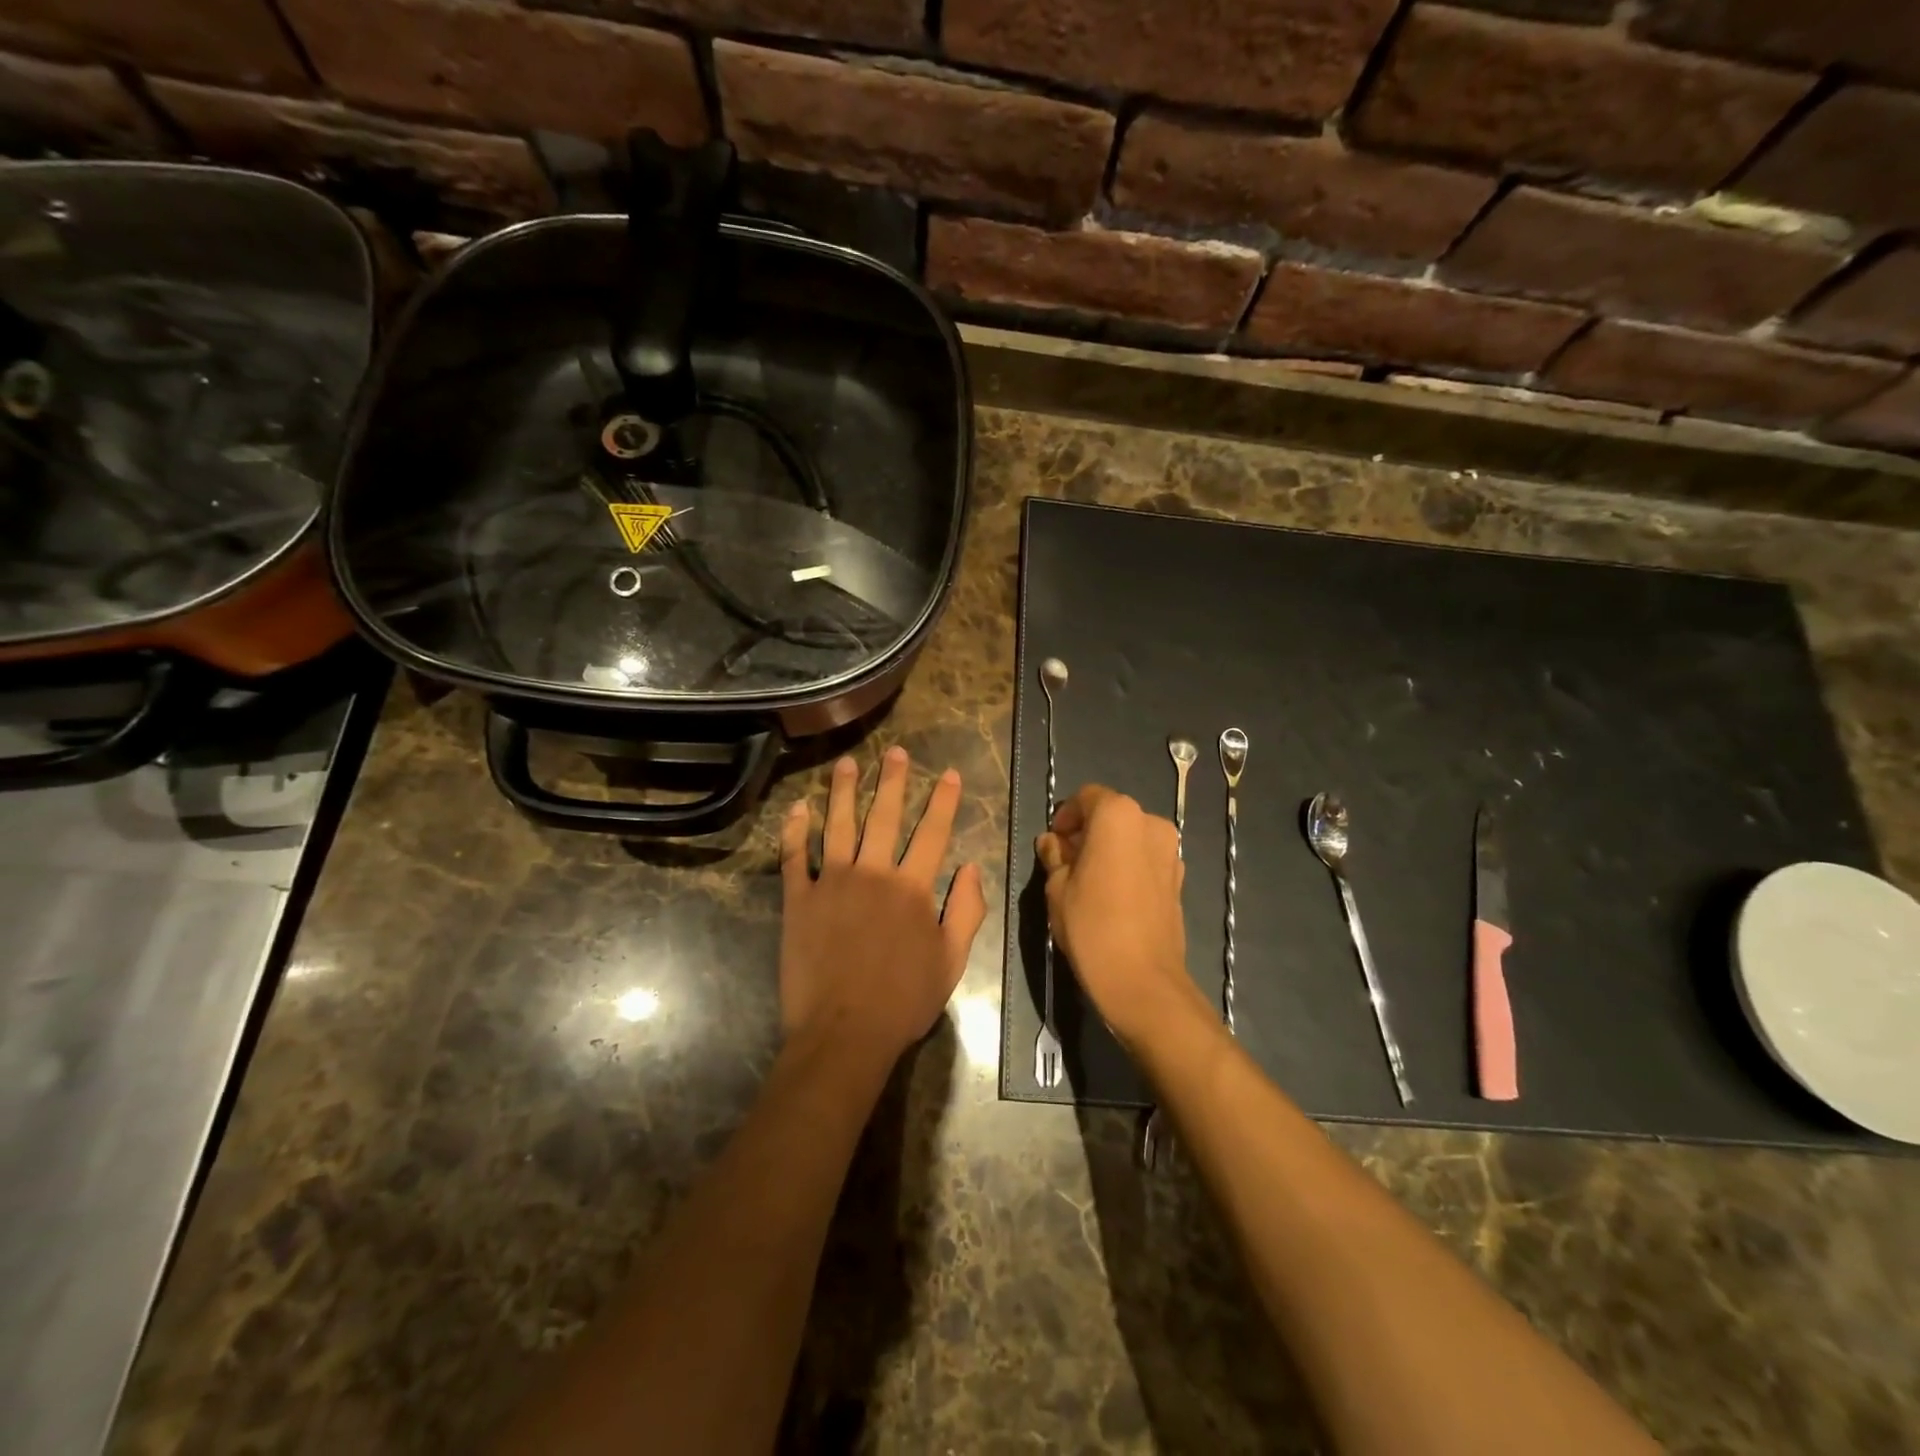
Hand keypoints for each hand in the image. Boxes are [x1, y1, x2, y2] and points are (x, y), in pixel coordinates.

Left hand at [778, 747, 986, 1065]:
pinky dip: (794, 830)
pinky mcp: (799, 899)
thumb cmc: (904, 1001)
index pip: (933, 832)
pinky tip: (798, 808)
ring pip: (838, 825)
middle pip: (884, 817)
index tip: (947, 773)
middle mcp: (873, 873)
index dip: (942, 800)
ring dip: (843, 792)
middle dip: (892, 781)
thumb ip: (966, 911)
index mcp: (912, 888)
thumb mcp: (952, 961)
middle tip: (894, 751)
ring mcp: (832, 883)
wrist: (844, 1033)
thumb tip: (972, 868)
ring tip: (846, 764)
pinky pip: (794, 857)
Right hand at [1037, 784, 1208, 1049]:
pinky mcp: (1179, 879)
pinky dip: (1128, 865)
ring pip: (1131, 837)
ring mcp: (1171, 851)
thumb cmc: (1091, 925)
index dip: (1066, 815)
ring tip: (1088, 880)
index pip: (1087, 796)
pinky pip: (1147, 859)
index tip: (1054, 841)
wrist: (1142, 980)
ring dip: (1110, 848)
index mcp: (1118, 815)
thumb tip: (1052, 843)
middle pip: (1112, 814)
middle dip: (1088, 831)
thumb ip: (1055, 856)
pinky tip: (1112, 895)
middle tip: (1066, 860)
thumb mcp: (1057, 888)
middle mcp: (1150, 823)